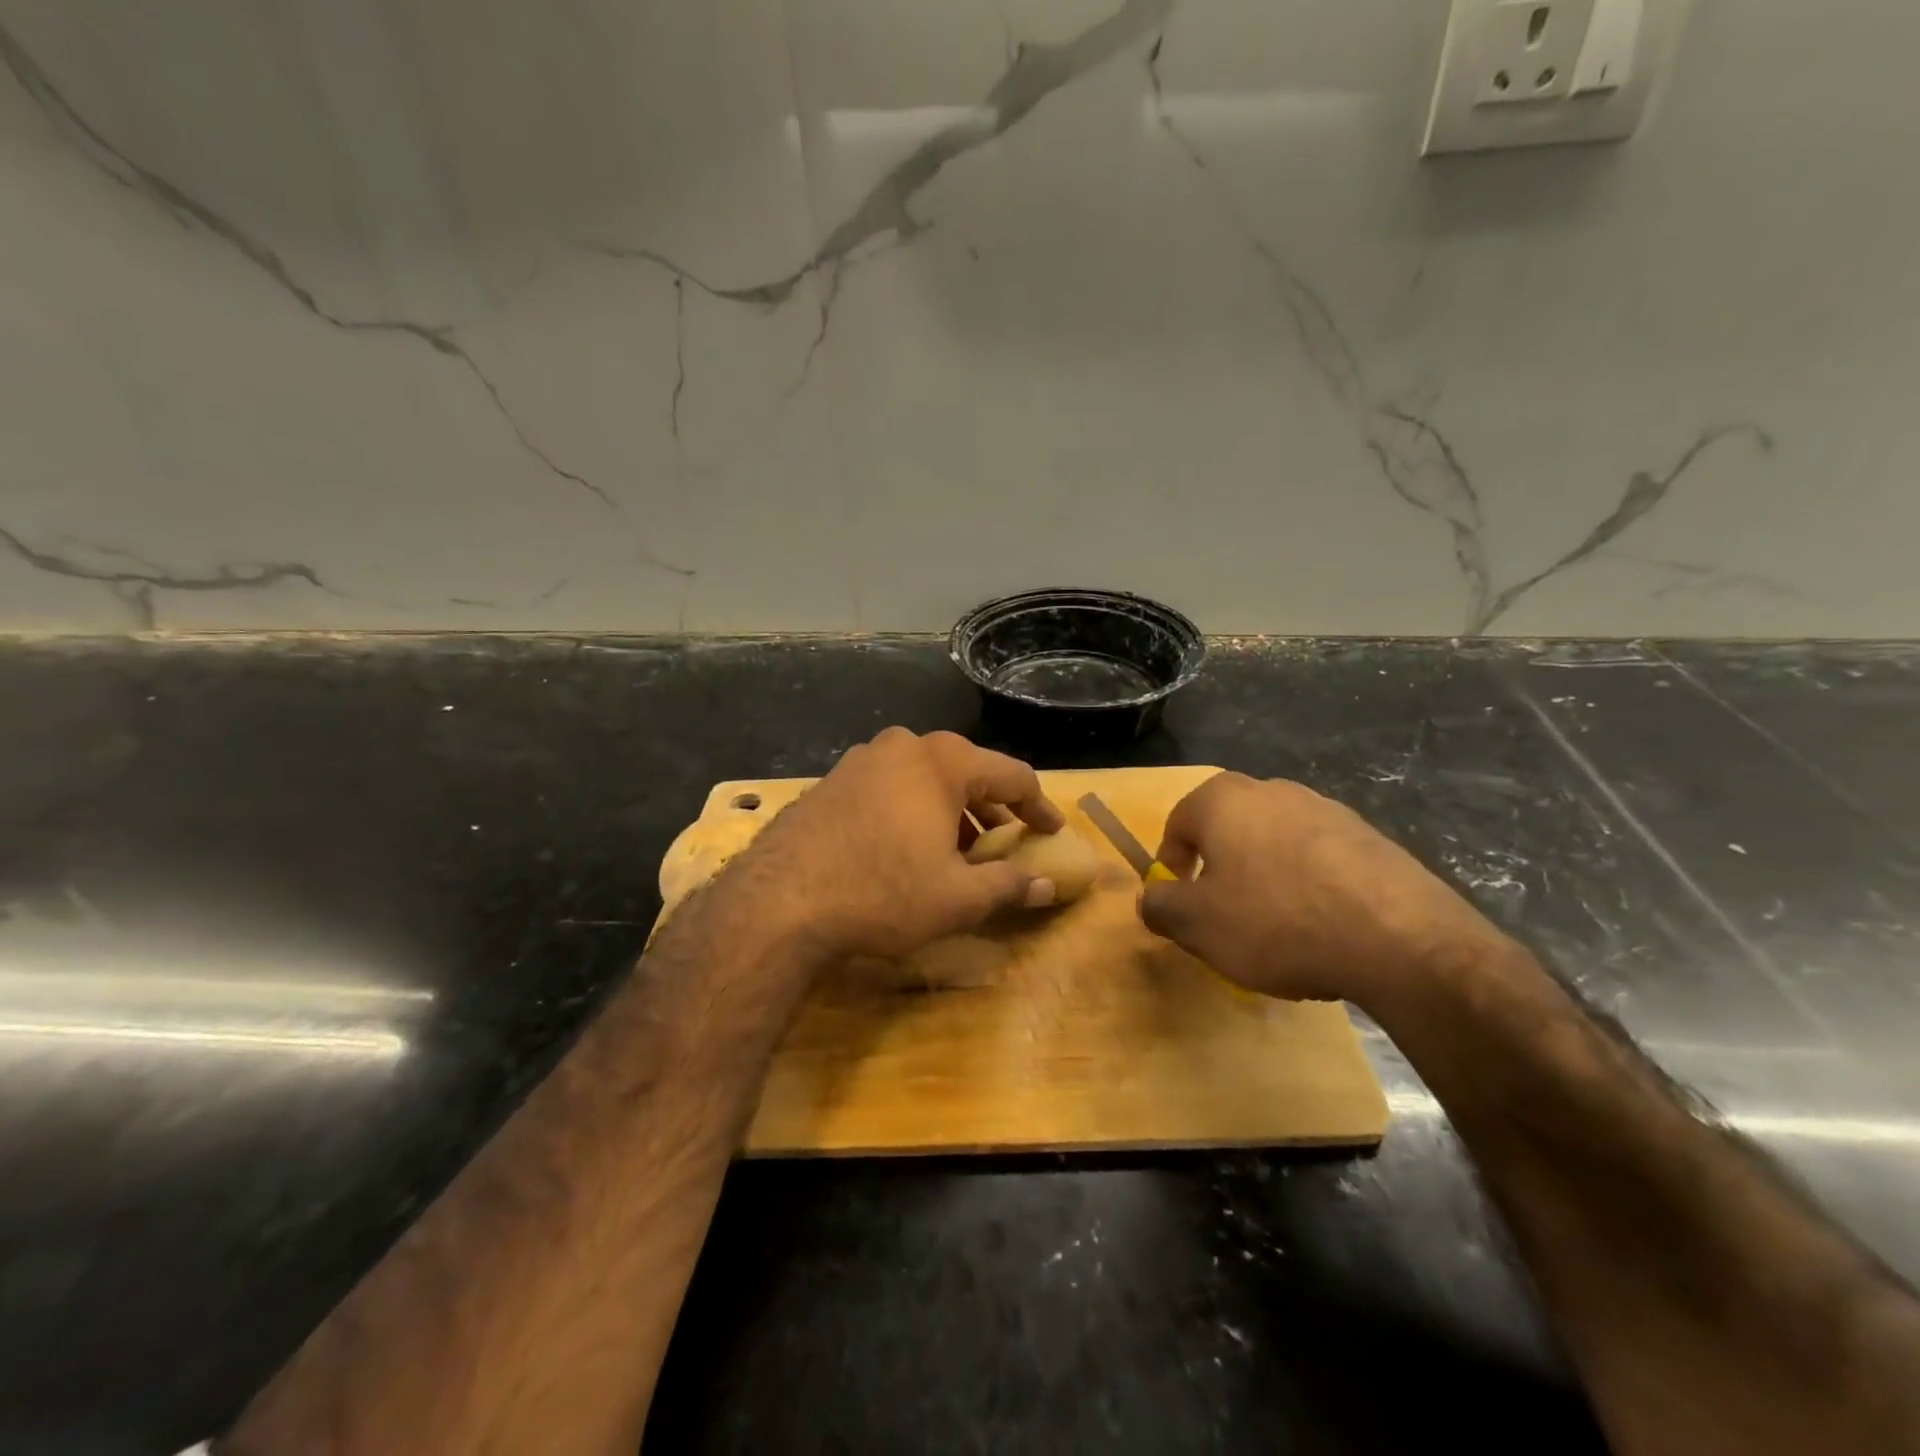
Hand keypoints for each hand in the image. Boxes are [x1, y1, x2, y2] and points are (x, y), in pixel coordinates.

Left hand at [730, 728, 1064, 961]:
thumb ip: (1009, 886)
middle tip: (1009, 843)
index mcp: (943, 762)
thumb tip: (1048, 885)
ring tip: (961, 851)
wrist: (777, 901)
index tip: (1053, 832)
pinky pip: (890, 787)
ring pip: (925, 779)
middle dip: (993, 809)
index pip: (1012, 776)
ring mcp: (862, 760)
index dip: (1039, 807)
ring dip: (952, 811)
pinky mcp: (832, 781)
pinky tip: (909, 848)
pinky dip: (914, 811)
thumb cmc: (882, 892)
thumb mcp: (957, 899)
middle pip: (967, 772)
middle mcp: (904, 747)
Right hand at [1138, 772, 1506, 1005]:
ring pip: (1274, 845)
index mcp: (1223, 800)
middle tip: (1224, 919)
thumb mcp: (1197, 925)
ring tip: (1277, 931)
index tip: (1181, 905)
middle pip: (1227, 831)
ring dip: (1265, 880)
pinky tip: (1322, 930)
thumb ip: (1159, 906)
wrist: (1399, 939)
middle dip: (1219, 873)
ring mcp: (1326, 809)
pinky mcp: (1370, 837)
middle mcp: (1272, 791)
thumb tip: (1150, 898)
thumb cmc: (1276, 921)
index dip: (1171, 867)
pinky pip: (1319, 861)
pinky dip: (1309, 888)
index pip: (1177, 826)